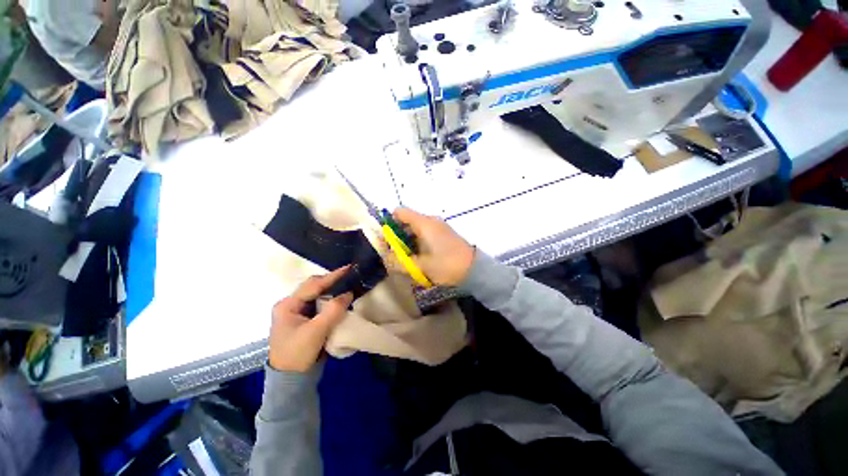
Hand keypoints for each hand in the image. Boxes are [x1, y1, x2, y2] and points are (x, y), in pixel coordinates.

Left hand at [268, 267, 353, 372]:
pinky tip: (340, 298)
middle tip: (350, 276)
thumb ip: (333, 311)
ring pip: (317, 294)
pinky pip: (319, 303)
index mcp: (287, 305)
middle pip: (314, 287)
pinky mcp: (304, 319)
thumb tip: (349, 293)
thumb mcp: (316, 332)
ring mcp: (297, 312)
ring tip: (348, 284)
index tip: (349, 268)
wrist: (291, 379)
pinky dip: (331, 299)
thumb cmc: (298, 354)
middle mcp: (290, 305)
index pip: (312, 285)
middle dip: (332, 281)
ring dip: (332, 289)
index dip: (332, 276)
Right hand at [393, 208, 474, 285]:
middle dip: (397, 236)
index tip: (386, 240)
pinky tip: (419, 258)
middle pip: (406, 221)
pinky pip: (424, 234)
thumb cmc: (447, 265)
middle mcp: (430, 221)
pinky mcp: (443, 234)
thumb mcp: (420, 266)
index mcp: (424, 223)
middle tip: (394, 254)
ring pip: (415, 229)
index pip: (400, 212)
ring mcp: (438, 227)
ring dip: (407, 242)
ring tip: (406, 259)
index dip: (389, 223)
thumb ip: (399, 262)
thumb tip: (384, 257)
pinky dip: (417, 243)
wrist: (474, 269)